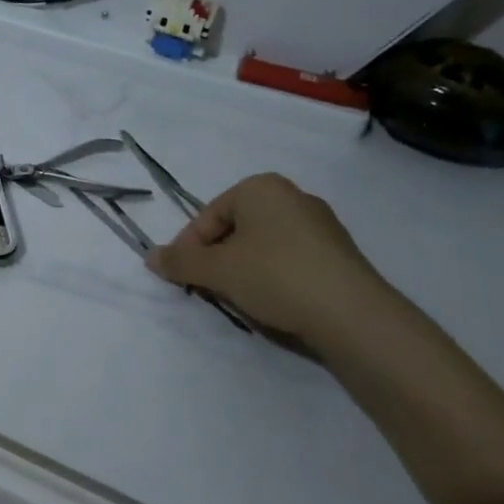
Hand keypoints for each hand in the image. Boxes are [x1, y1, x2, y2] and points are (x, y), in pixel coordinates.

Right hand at [145, 173, 403, 352]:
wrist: (354, 315)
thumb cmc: (276, 276)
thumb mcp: (217, 270)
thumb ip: (180, 262)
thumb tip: (150, 257)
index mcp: (260, 187)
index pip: (208, 216)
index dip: (189, 247)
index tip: (183, 276)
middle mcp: (292, 196)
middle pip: (235, 228)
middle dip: (217, 257)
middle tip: (209, 287)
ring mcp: (321, 225)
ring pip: (263, 245)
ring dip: (244, 268)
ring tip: (240, 298)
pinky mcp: (340, 254)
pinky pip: (291, 259)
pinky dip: (274, 276)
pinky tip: (274, 302)